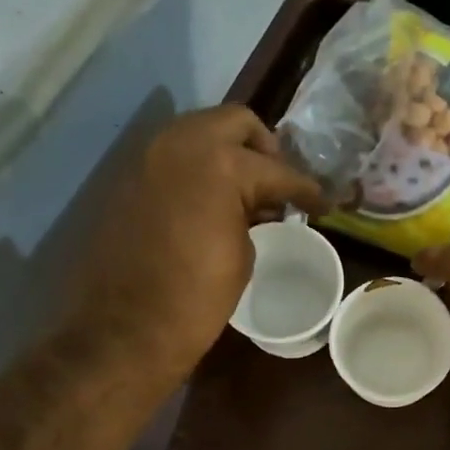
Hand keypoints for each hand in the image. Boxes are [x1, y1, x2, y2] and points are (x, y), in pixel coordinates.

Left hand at [75, 105, 323, 383]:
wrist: (127, 328)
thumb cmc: (198, 297)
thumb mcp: (244, 253)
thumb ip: (254, 215)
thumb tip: (258, 207)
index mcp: (220, 163)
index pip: (277, 169)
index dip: (306, 189)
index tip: (322, 203)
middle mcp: (181, 144)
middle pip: (235, 122)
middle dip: (264, 149)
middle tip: (278, 183)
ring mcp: (149, 156)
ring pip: (199, 132)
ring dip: (227, 153)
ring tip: (247, 193)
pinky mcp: (129, 177)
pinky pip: (174, 158)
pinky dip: (198, 169)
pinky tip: (213, 202)